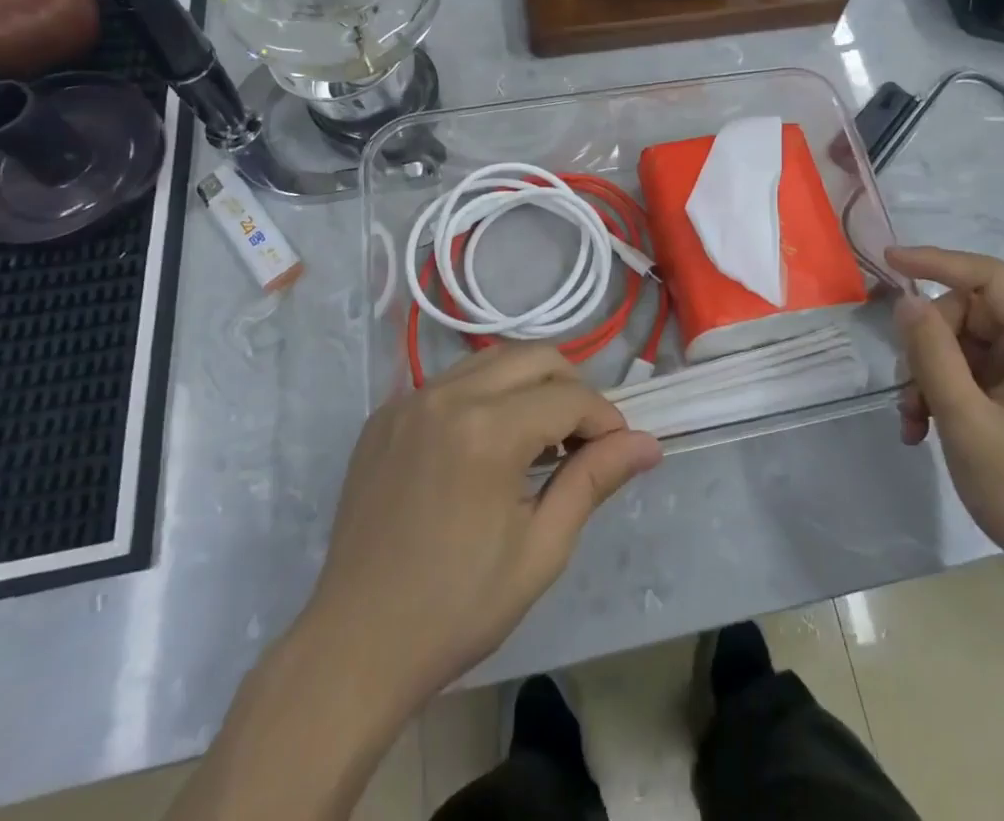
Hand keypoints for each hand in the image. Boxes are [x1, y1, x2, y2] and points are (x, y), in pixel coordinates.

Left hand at [299, 344, 661, 716]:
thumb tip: (648, 443)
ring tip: (539, 437)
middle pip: (535, 357)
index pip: (569, 397)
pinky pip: (451, 380)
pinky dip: (484, 394)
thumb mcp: (541, 549)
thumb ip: (594, 480)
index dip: (605, 419)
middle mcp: (447, 397)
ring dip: (529, 384)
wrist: (355, 646)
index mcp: (487, 432)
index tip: (617, 451)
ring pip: (492, 359)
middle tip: (583, 439)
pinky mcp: (385, 414)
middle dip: (572, 388)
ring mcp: (409, 400)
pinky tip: (486, 441)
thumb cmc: (458, 608)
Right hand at [886, 246, 1003, 601]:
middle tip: (908, 388)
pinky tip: (922, 431)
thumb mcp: (967, 420)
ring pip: (957, 346)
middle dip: (926, 344)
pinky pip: (963, 375)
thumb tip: (907, 301)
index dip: (937, 262)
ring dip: (926, 377)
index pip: (987, 277)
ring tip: (914, 421)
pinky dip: (937, 395)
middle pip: (965, 313)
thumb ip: (933, 355)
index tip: (888, 263)